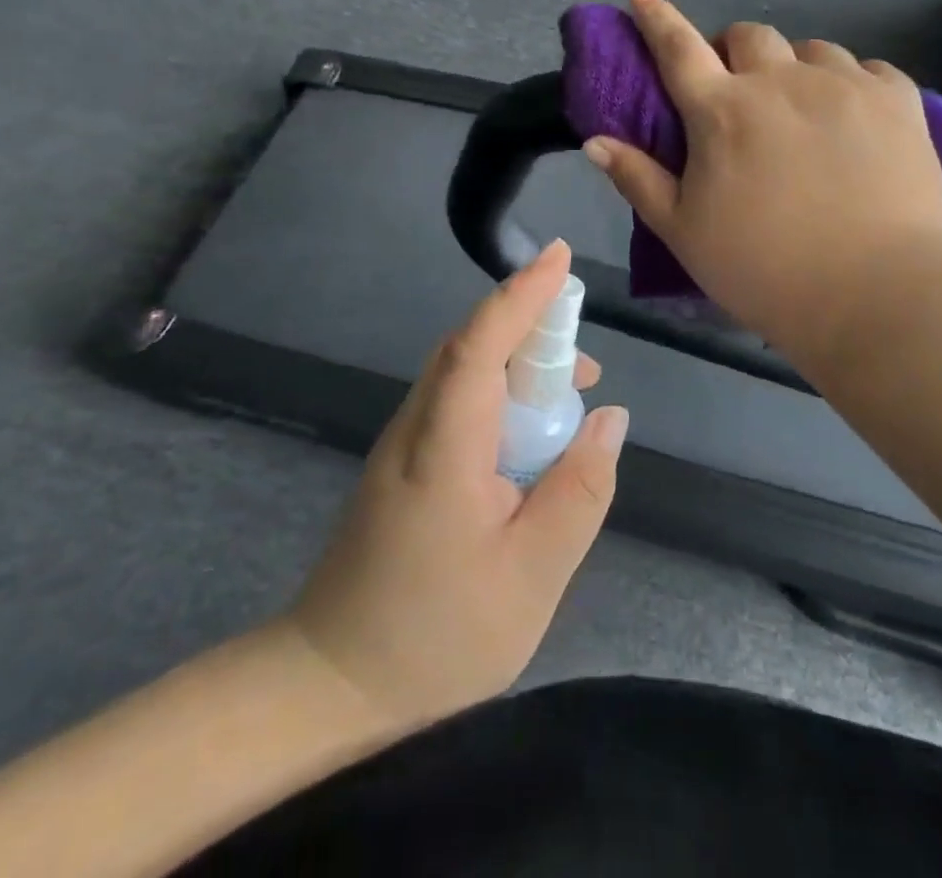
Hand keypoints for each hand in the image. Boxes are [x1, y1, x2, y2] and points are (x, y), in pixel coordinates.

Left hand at [287, 241, 627, 731]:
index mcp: (443, 447)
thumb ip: (578, 490)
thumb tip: (609, 418)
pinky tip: (530, 434)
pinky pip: (457, 401)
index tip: (561, 257)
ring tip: (571, 394)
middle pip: (470, 348)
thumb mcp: (532, 575)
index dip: (521, 295)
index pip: (480, 345)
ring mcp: (402, 443)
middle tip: (587, 362)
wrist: (332, 683)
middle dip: (530, 327)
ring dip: (517, 363)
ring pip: (463, 372)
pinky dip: (499, 394)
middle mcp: (415, 427)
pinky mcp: (403, 462)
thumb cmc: (436, 636)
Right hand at [582, 0, 941, 363]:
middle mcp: (780, 81)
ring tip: (800, 106)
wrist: (877, 293)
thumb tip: (594, 140)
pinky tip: (853, 115)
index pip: (677, 48)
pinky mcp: (897, 99)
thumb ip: (638, 179)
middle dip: (734, 51)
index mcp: (722, 111)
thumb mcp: (684, 232)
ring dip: (793, 67)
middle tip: (737, 88)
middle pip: (748, 36)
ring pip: (810, 49)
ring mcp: (844, 84)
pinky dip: (850, 83)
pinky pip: (867, 69)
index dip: (656, 19)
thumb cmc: (765, 268)